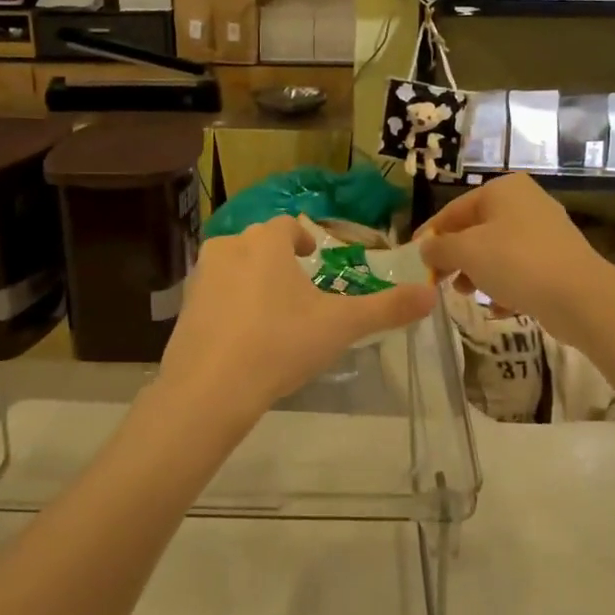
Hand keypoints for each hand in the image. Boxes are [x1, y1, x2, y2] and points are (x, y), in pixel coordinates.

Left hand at [156, 216, 436, 436]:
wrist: (210, 388)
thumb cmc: (280, 344)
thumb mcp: (340, 326)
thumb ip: (386, 308)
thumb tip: (431, 295)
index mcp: (266, 243)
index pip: (286, 225)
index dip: (301, 238)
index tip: (311, 256)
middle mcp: (229, 248)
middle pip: (257, 243)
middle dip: (276, 258)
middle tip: (297, 286)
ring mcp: (201, 278)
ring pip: (232, 267)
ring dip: (251, 279)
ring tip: (271, 311)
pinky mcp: (184, 308)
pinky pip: (213, 296)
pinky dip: (229, 305)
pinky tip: (242, 337)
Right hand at [416, 173, 614, 344]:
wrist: (580, 296)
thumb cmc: (516, 262)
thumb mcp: (466, 252)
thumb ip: (439, 248)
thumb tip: (424, 248)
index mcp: (503, 189)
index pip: (454, 210)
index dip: (431, 235)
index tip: (414, 258)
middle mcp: (525, 202)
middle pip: (476, 230)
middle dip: (456, 258)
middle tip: (439, 281)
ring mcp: (545, 231)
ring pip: (496, 251)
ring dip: (478, 274)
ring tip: (468, 295)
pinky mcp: (557, 259)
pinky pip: (519, 269)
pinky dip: (504, 285)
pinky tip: (499, 307)